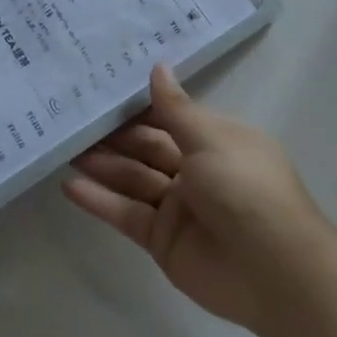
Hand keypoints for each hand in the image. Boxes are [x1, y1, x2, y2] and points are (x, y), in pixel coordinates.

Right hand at [66, 65, 334, 332]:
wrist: (273, 269)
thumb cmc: (245, 187)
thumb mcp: (210, 138)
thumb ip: (175, 108)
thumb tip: (159, 67)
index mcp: (216, 141)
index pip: (171, 117)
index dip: (139, 106)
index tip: (102, 88)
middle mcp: (197, 171)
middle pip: (147, 147)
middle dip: (113, 135)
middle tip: (71, 118)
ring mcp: (178, 207)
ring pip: (133, 179)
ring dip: (102, 165)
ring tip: (64, 148)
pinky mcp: (162, 240)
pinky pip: (127, 214)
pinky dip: (100, 201)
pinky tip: (70, 186)